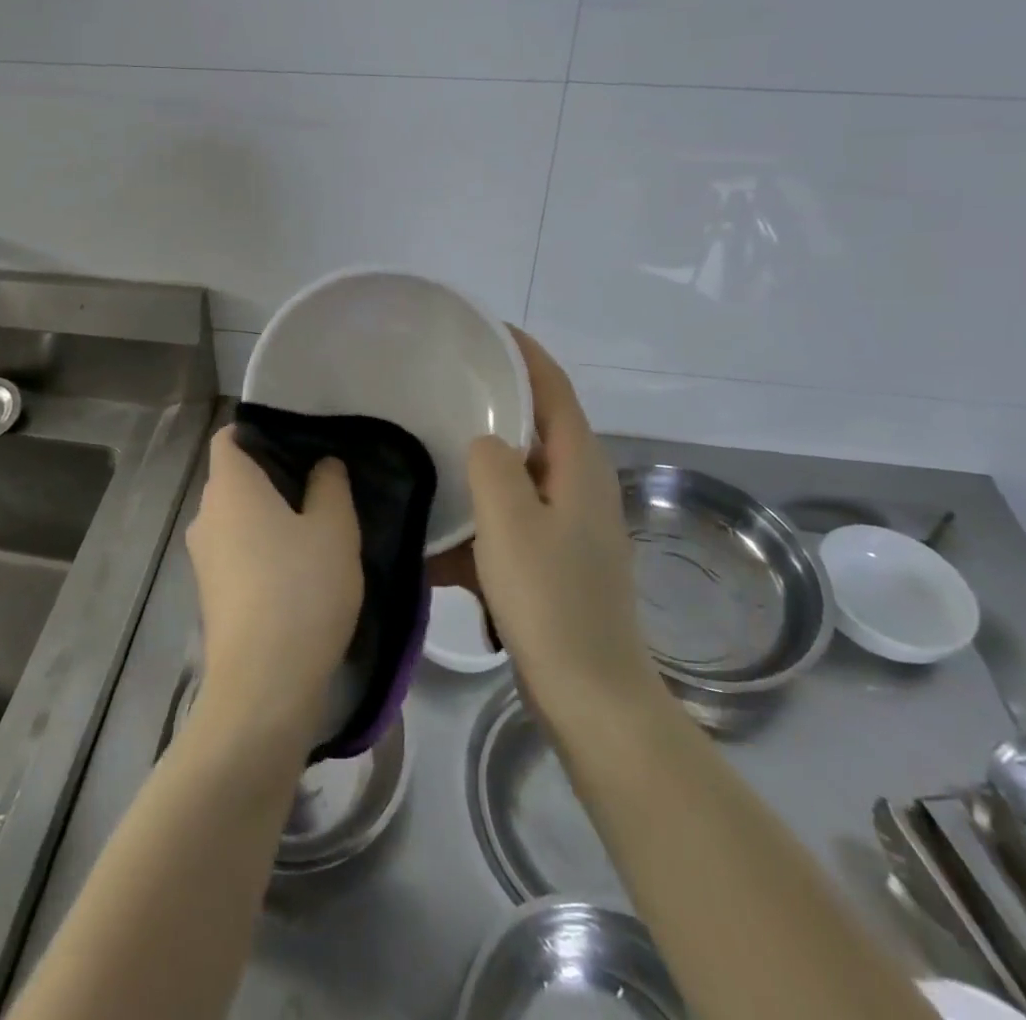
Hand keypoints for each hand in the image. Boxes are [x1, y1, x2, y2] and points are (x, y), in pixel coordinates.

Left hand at [186, 427, 362, 746]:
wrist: (264, 685)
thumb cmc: (301, 589)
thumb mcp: (335, 529)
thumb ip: (330, 485)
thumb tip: (322, 465)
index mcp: (230, 486)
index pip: (230, 437)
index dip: (260, 430)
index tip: (301, 440)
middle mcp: (207, 515)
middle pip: (234, 477)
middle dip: (273, 474)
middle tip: (322, 481)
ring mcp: (204, 558)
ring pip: (237, 517)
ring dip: (270, 515)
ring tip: (318, 523)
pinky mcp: (211, 594)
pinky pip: (237, 551)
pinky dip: (262, 547)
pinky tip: (299, 566)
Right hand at [467, 328, 661, 729]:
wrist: (590, 695)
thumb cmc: (551, 600)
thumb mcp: (510, 521)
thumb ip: (493, 464)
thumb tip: (484, 442)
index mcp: (579, 466)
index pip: (553, 388)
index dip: (524, 353)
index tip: (483, 330)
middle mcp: (580, 485)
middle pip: (538, 424)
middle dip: (497, 399)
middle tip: (445, 383)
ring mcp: (570, 524)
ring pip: (521, 471)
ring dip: (484, 457)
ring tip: (434, 440)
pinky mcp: (556, 557)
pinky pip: (512, 515)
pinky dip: (482, 510)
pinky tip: (442, 522)